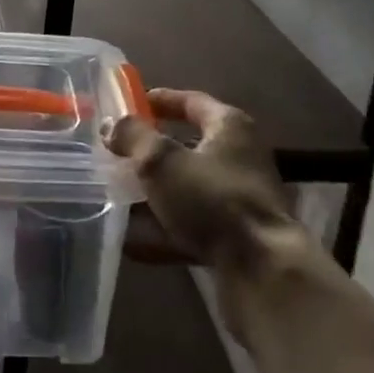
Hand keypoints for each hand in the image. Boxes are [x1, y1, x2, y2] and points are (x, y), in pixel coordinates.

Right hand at [107, 88, 323, 331]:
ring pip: (186, 189)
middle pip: (187, 147)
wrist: (263, 272)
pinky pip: (189, 226)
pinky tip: (130, 241)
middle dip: (150, 151)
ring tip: (115, 195)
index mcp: (229, 127)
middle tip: (117, 152)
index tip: (131, 104)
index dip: (160, 100)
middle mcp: (239, 158)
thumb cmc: (212, 198)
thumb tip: (110, 125)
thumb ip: (133, 137)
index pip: (191, 101)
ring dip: (153, 193)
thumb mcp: (161, 160)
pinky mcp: (234, 238)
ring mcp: (238, 200)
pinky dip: (162, 231)